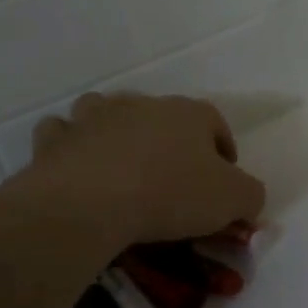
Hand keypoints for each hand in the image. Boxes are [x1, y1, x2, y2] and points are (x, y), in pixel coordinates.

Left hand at [26, 92, 266, 250]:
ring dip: (117, 132)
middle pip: (163, 117)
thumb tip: (249, 199)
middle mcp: (142, 104)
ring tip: (121, 166)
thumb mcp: (232, 200)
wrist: (91, 203)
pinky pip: (64, 135)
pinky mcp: (57, 140)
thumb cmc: (169, 194)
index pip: (215, 123)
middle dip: (170, 142)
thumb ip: (250, 195)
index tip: (222, 180)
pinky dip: (71, 146)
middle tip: (173, 179)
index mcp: (188, 113)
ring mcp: (95, 117)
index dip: (223, 150)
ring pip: (108, 113)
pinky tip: (77, 168)